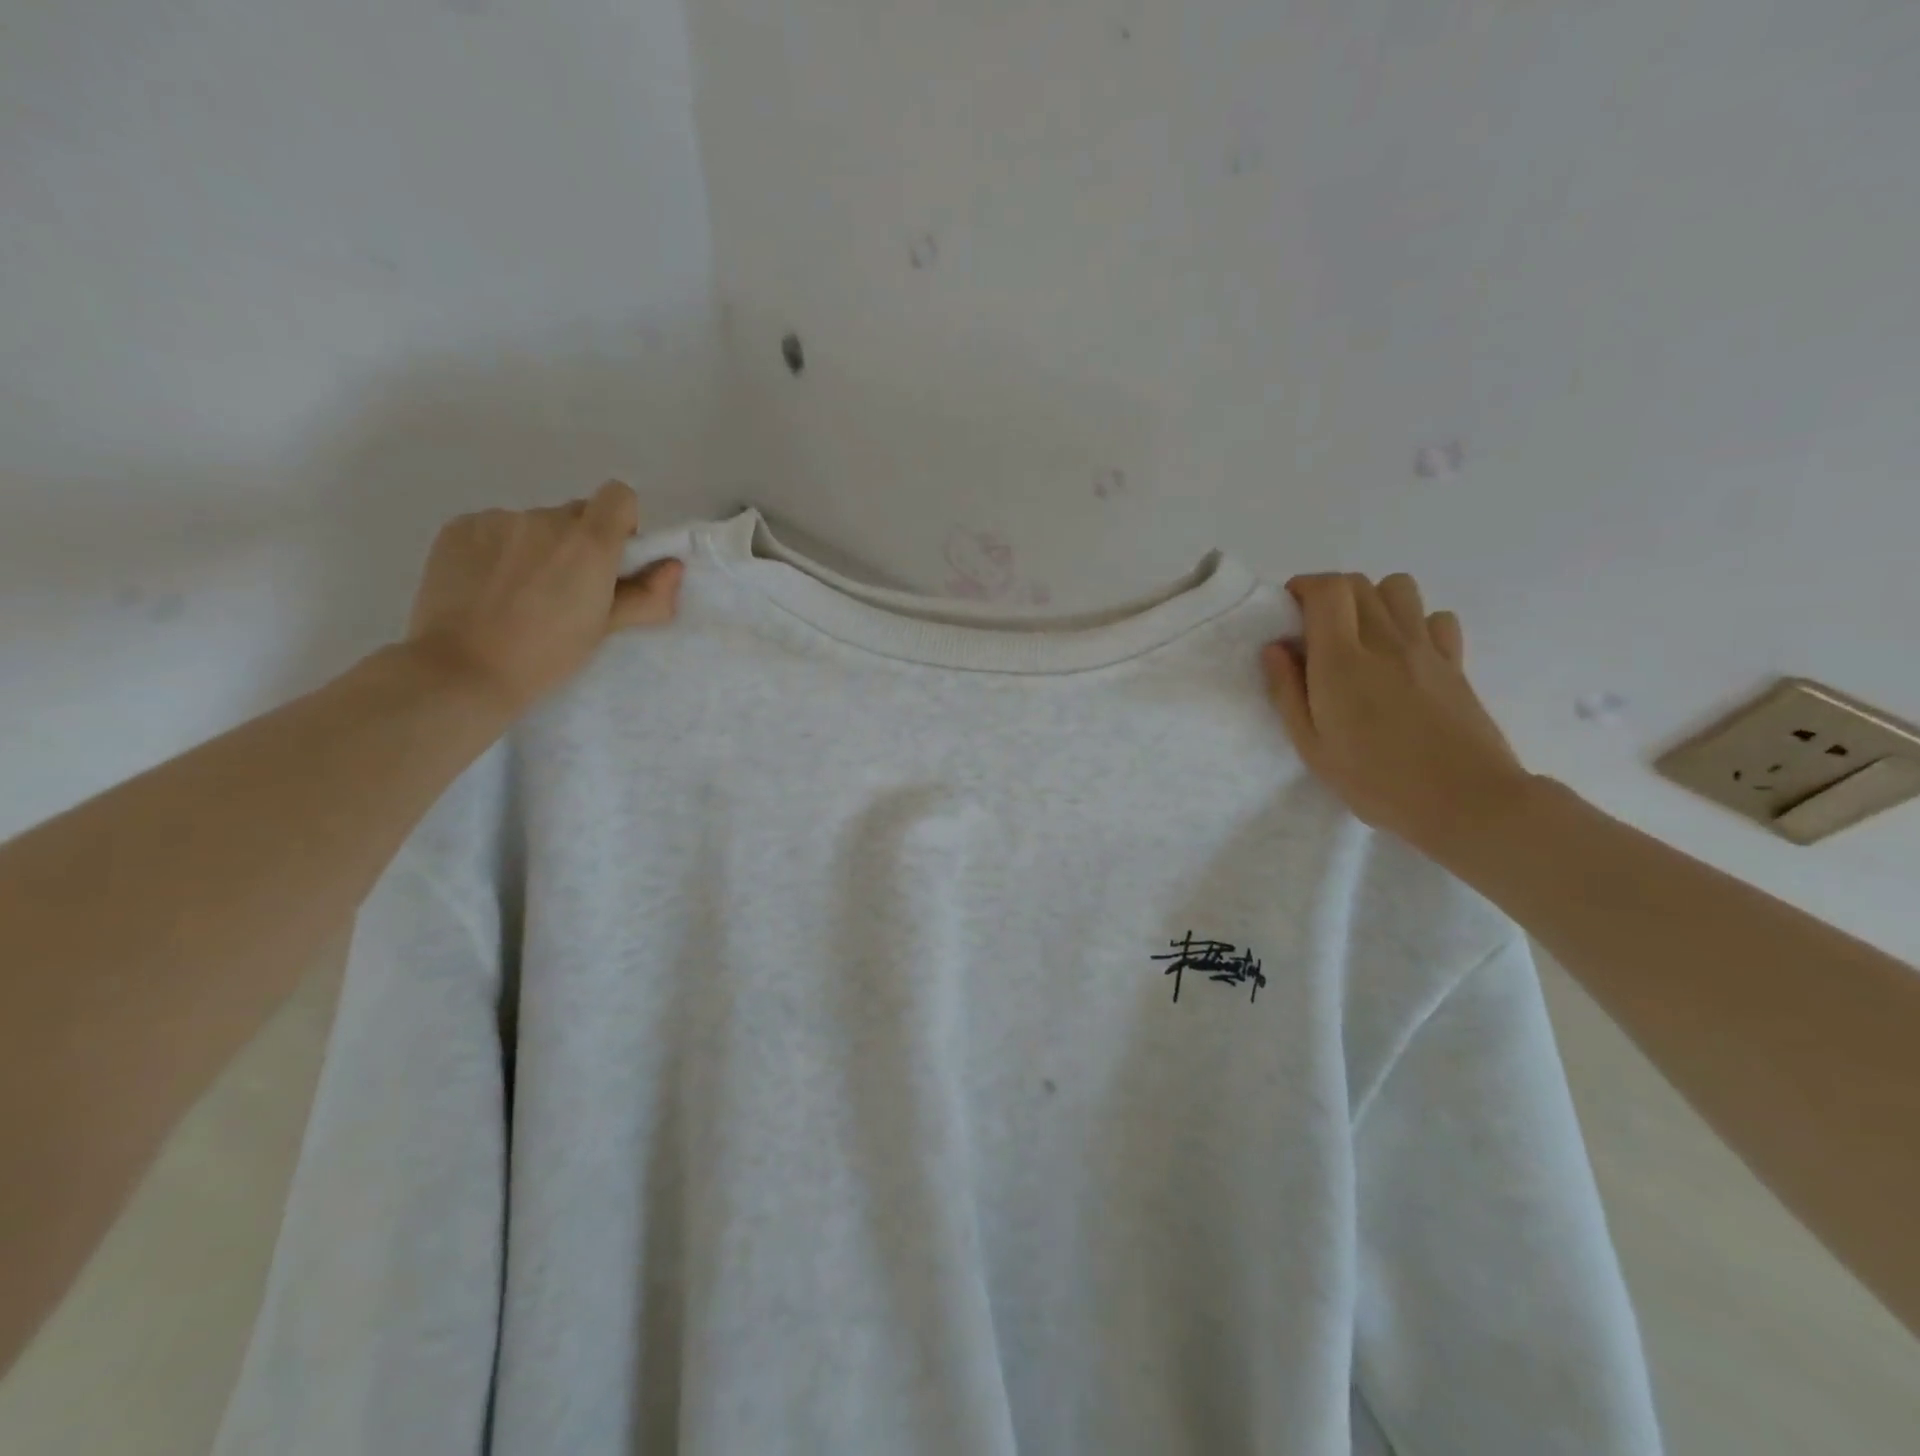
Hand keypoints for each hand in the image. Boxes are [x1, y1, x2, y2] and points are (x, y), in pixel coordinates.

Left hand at [403, 480, 681, 713]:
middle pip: (575, 514)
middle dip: (579, 541)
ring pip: (533, 524)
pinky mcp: (459, 527)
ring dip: (537, 547)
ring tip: (519, 592)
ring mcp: (498, 520)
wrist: (464, 668)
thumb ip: (647, 595)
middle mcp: (545, 519)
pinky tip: (487, 587)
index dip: (621, 522)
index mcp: (590, 543)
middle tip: (566, 587)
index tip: (612, 558)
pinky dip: (498, 550)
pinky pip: (494, 529)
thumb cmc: (548, 655)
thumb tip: (672, 567)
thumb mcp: (606, 629)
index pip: (619, 496)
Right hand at [1261, 573, 1531, 857]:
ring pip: (1399, 589)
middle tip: (1315, 627)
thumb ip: (1287, 692)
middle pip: (1359, 584)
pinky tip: (1403, 653)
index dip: (1303, 587)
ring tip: (1360, 634)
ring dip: (1372, 599)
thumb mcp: (1311, 746)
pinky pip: (1436, 617)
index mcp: (1342, 661)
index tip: (1288, 608)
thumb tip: (1275, 648)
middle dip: (1330, 594)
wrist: (1466, 801)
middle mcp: (1384, 641)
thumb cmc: (1376, 781)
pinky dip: (1414, 622)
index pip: (1327, 590)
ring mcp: (1426, 648)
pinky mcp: (1455, 662)